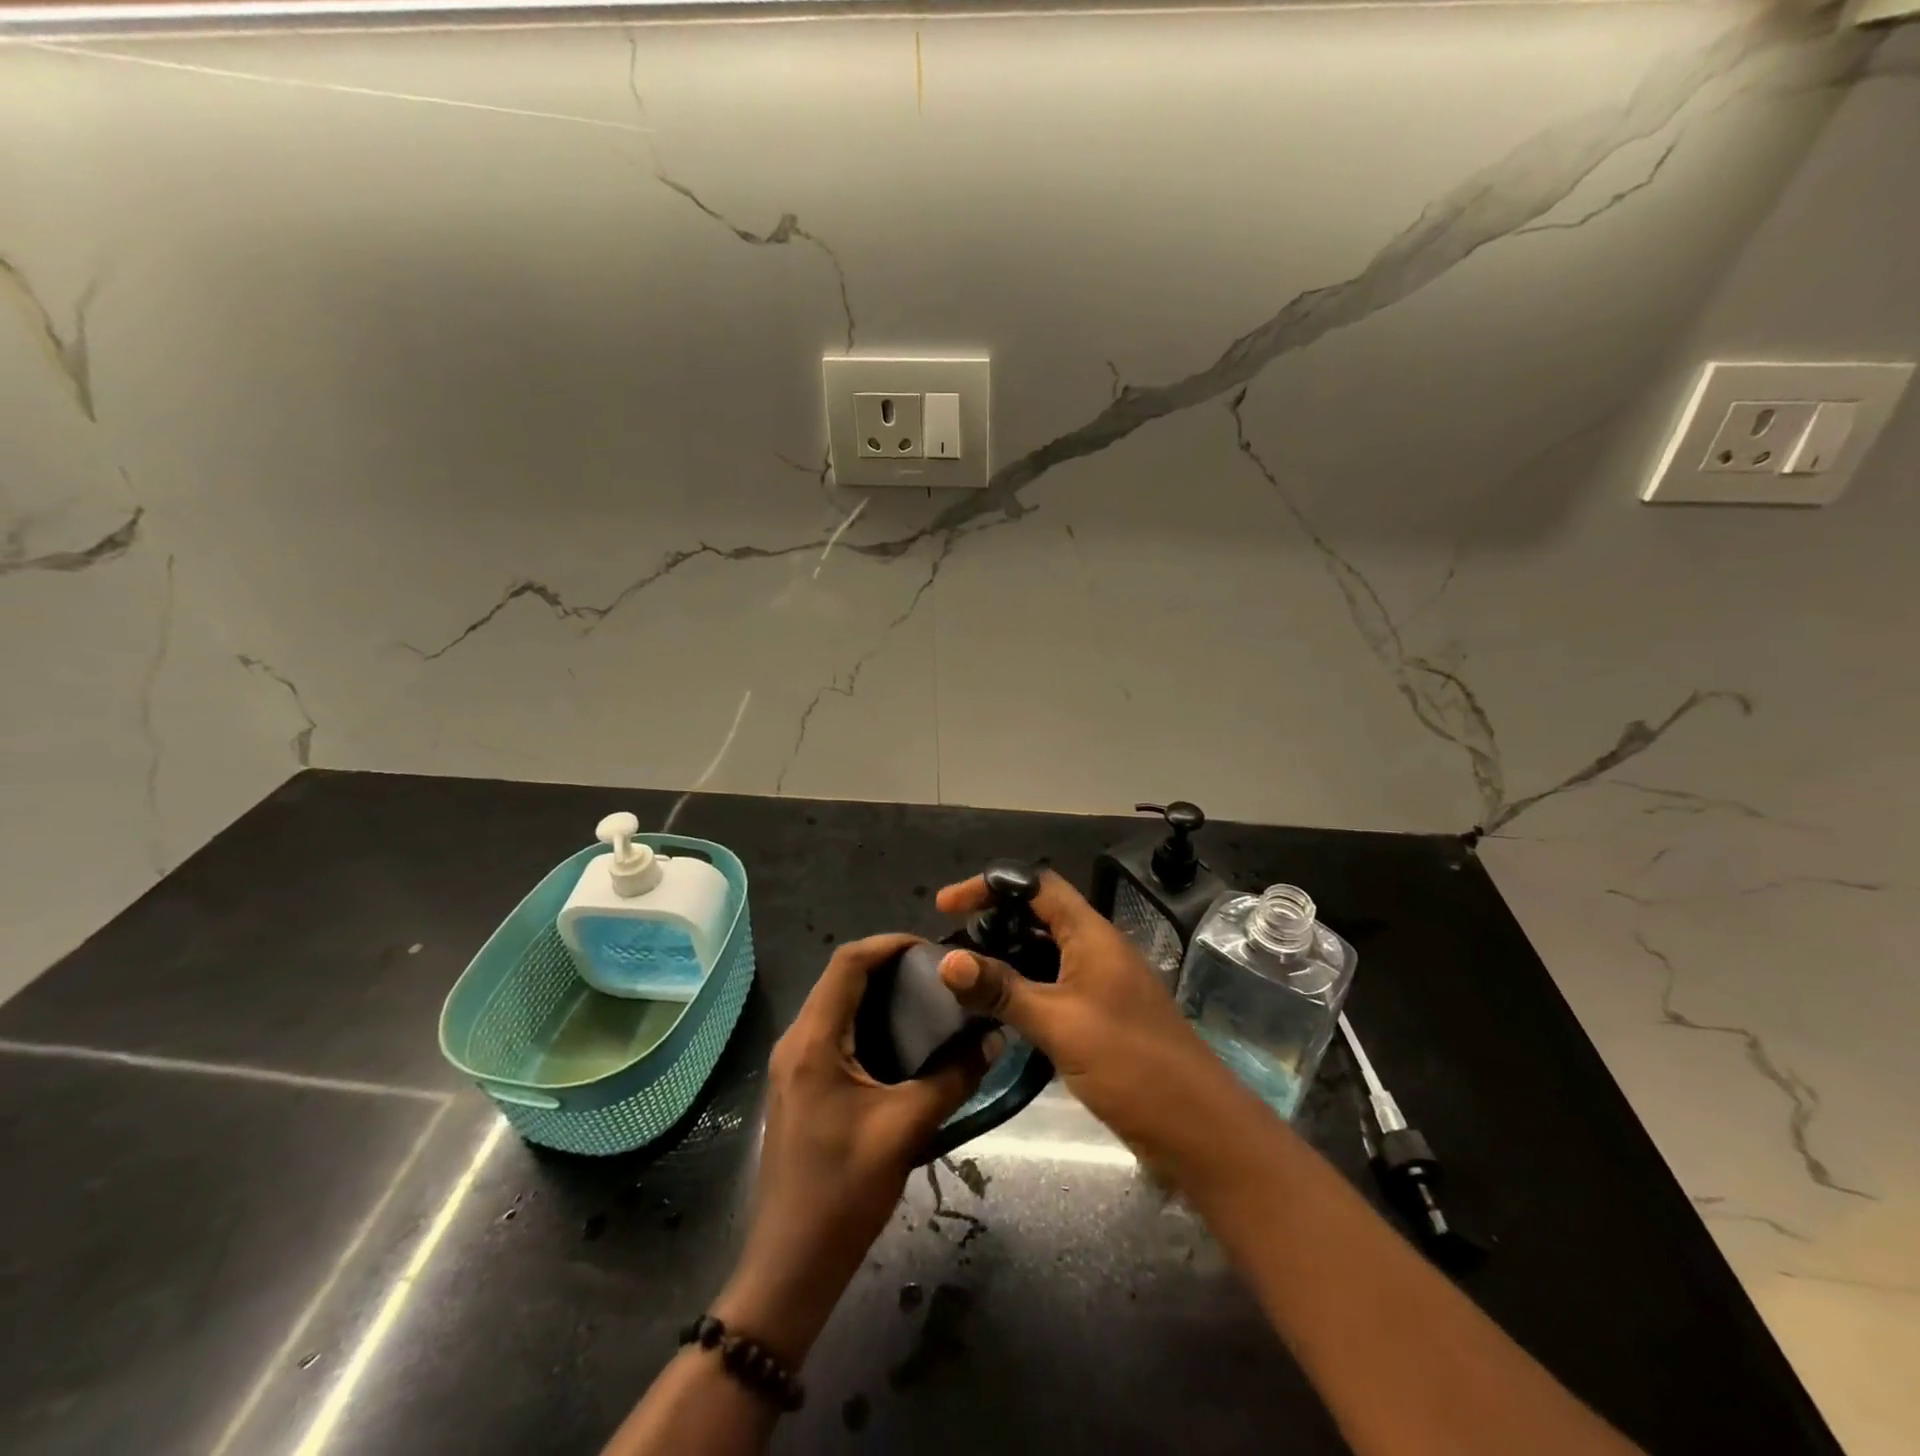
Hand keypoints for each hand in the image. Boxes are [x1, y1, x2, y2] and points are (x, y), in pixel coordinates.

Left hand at [713, 934, 993, 1365]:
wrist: (791, 1265)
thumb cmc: (843, 1191)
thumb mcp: (905, 1129)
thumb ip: (953, 1078)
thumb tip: (994, 1038)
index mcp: (813, 1041)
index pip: (847, 962)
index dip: (889, 944)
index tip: (933, 947)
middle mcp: (797, 1041)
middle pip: (840, 977)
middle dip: (888, 964)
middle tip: (938, 972)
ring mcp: (793, 1064)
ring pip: (836, 1003)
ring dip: (877, 992)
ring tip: (928, 998)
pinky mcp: (800, 1085)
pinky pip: (834, 1031)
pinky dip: (867, 1019)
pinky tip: (903, 1039)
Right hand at [934, 871, 1241, 1162]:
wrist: (1199, 1130)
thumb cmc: (1132, 1064)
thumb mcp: (1060, 1024)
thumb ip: (1002, 990)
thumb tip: (946, 961)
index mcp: (1092, 935)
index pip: (1037, 886)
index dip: (991, 886)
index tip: (947, 906)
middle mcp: (1096, 950)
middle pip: (1038, 916)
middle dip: (993, 922)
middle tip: (950, 945)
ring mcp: (1100, 984)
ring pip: (1043, 954)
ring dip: (1005, 959)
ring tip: (963, 977)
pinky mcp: (1100, 1017)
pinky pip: (1052, 987)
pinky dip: (1021, 989)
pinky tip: (995, 1012)